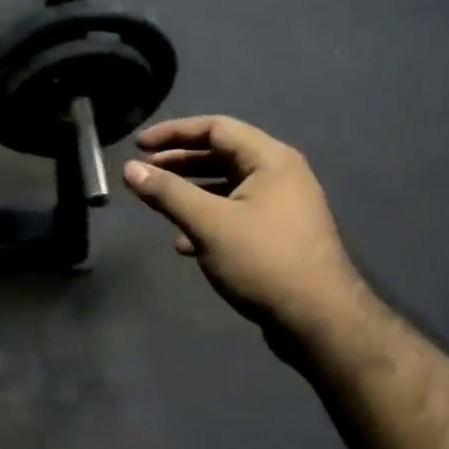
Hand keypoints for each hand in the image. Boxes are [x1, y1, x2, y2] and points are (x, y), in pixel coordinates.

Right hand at [123, 116, 362, 337]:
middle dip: (179, 162)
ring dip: (190, 192)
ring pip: (227, 186)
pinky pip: (236, 213)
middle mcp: (280, 175)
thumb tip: (129, 168)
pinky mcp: (278, 234)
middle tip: (144, 172)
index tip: (139, 145)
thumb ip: (167, 192)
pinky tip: (183, 242)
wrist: (319, 320)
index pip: (216, 128)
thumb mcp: (208, 223)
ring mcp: (282, 206)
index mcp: (270, 160)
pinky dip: (207, 219)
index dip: (174, 132)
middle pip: (221, 155)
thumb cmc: (263, 261)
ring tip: (158, 203)